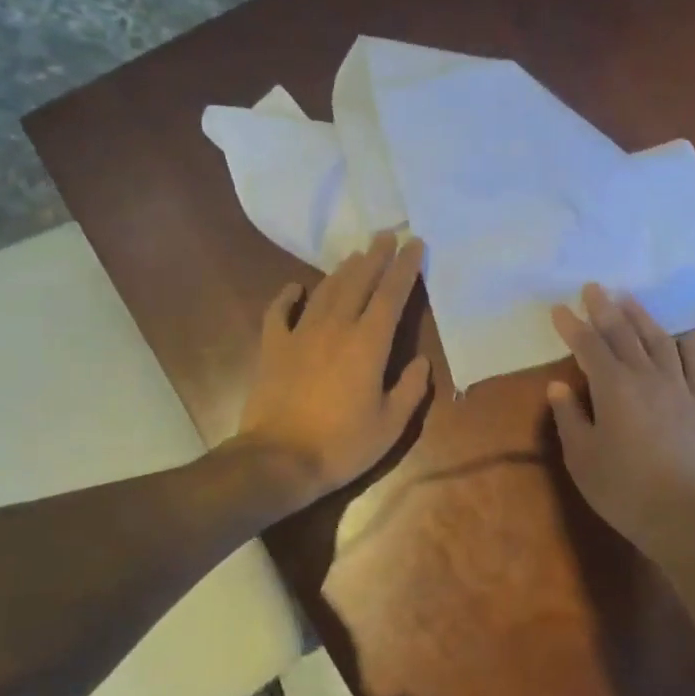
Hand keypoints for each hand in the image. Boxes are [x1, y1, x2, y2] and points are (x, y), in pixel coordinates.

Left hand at [235, 232, 432, 508]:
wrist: (278, 461)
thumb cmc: (342, 445)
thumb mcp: (391, 425)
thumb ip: (411, 389)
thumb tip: (422, 361)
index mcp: (368, 344)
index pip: (391, 295)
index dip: (404, 268)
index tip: (414, 243)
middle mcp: (335, 328)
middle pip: (358, 282)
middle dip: (375, 256)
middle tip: (387, 235)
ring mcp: (300, 335)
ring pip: (325, 291)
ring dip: (343, 270)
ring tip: (356, 254)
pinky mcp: (273, 348)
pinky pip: (279, 312)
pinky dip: (288, 296)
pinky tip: (297, 287)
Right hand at [547, 284, 694, 554]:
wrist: (683, 515)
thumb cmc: (623, 489)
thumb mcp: (582, 457)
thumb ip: (570, 417)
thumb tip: (558, 386)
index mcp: (613, 388)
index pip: (589, 347)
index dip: (572, 326)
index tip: (559, 309)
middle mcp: (646, 377)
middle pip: (623, 333)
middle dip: (605, 308)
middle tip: (593, 287)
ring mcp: (679, 386)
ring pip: (659, 340)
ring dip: (641, 316)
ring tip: (628, 298)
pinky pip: (694, 361)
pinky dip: (683, 342)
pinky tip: (677, 333)